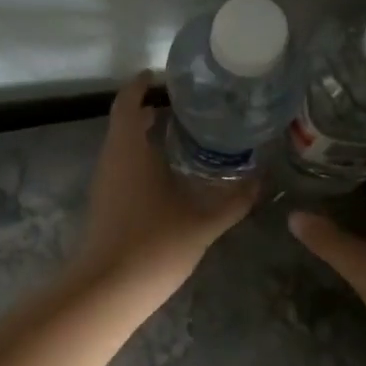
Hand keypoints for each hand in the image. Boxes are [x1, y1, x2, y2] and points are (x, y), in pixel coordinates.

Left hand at [72, 73, 258, 307]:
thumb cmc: (155, 244)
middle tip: (188, 106)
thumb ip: (234, 200)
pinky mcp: (105, 205)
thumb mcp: (203, 222)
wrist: (108, 290)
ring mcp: (104, 183)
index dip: (142, 85)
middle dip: (151, 109)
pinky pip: (122, 168)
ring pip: (123, 147)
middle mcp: (112, 159)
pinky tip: (170, 175)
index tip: (162, 75)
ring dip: (146, 136)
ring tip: (185, 136)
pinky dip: (142, 159)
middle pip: (125, 122)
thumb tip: (261, 181)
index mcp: (130, 149)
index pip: (129, 102)